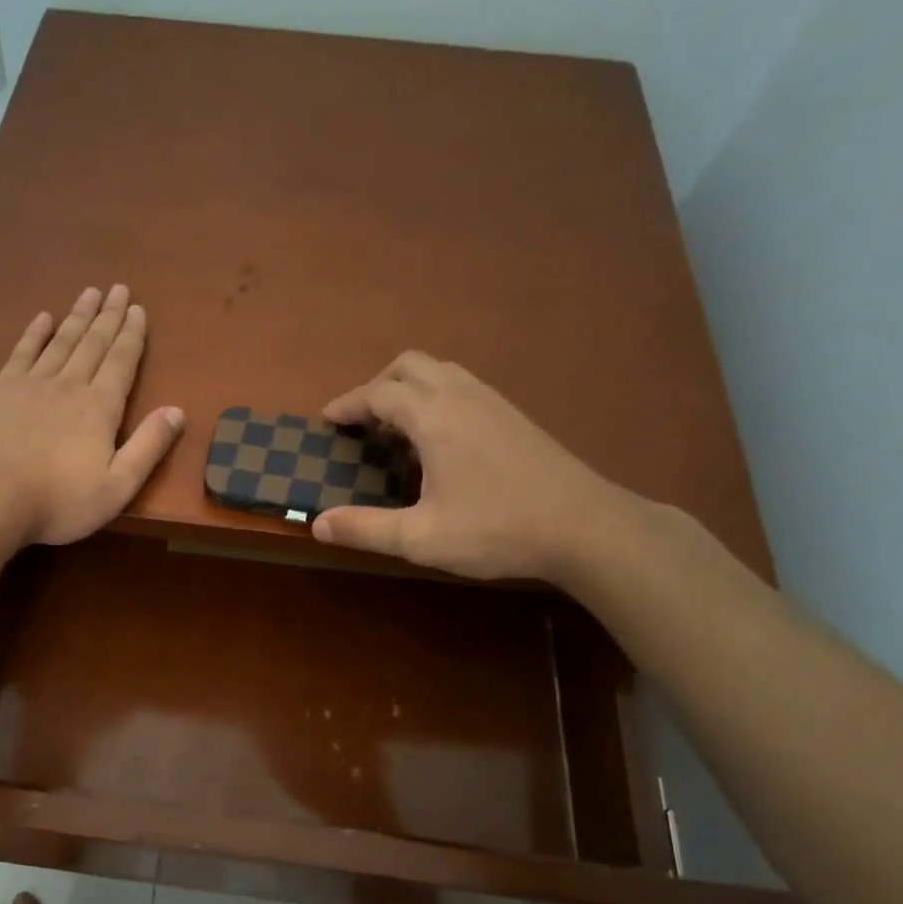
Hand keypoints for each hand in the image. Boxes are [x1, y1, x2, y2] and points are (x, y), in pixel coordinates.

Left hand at [0, 284, 184, 545]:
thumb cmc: (59, 500)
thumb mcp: (117, 486)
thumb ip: (148, 447)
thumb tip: (177, 411)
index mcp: (100, 407)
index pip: (121, 362)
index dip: (132, 335)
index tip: (138, 309)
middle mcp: (69, 385)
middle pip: (93, 343)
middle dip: (109, 316)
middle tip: (119, 288)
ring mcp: (32, 384)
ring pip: (61, 341)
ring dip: (78, 316)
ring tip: (90, 293)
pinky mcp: (0, 390)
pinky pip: (23, 352)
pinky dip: (35, 333)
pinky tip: (43, 318)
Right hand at [310, 352, 630, 581]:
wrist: (585, 527)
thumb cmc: (497, 530)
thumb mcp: (421, 538)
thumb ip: (365, 529)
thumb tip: (317, 524)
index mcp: (434, 417)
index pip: (378, 393)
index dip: (347, 404)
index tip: (327, 421)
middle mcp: (461, 396)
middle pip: (409, 365)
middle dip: (377, 385)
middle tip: (360, 420)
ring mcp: (493, 402)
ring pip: (440, 371)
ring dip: (408, 387)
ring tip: (395, 426)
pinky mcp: (514, 415)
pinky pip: (462, 385)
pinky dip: (436, 396)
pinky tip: (439, 438)